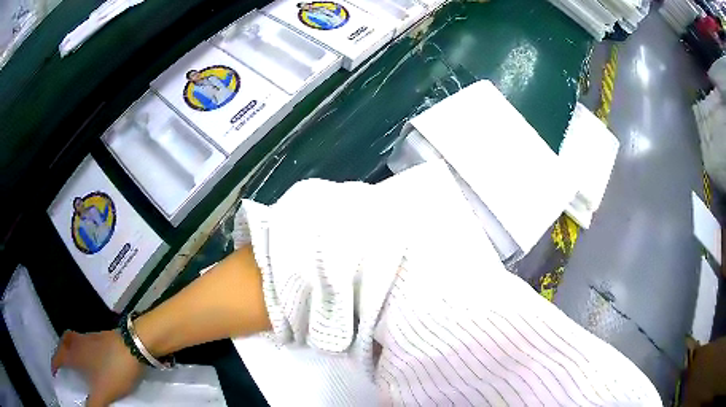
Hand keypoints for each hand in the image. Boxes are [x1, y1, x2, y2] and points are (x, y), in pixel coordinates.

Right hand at [51, 330, 144, 406]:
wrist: (134, 345)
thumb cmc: (113, 368)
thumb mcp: (103, 392)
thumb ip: (94, 405)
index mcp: (74, 353)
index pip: (58, 357)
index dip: (54, 364)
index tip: (53, 372)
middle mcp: (79, 341)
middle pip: (64, 343)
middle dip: (61, 352)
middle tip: (62, 363)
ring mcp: (91, 337)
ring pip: (75, 340)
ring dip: (72, 350)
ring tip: (76, 363)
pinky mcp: (103, 337)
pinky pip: (87, 342)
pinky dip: (85, 350)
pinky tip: (94, 360)